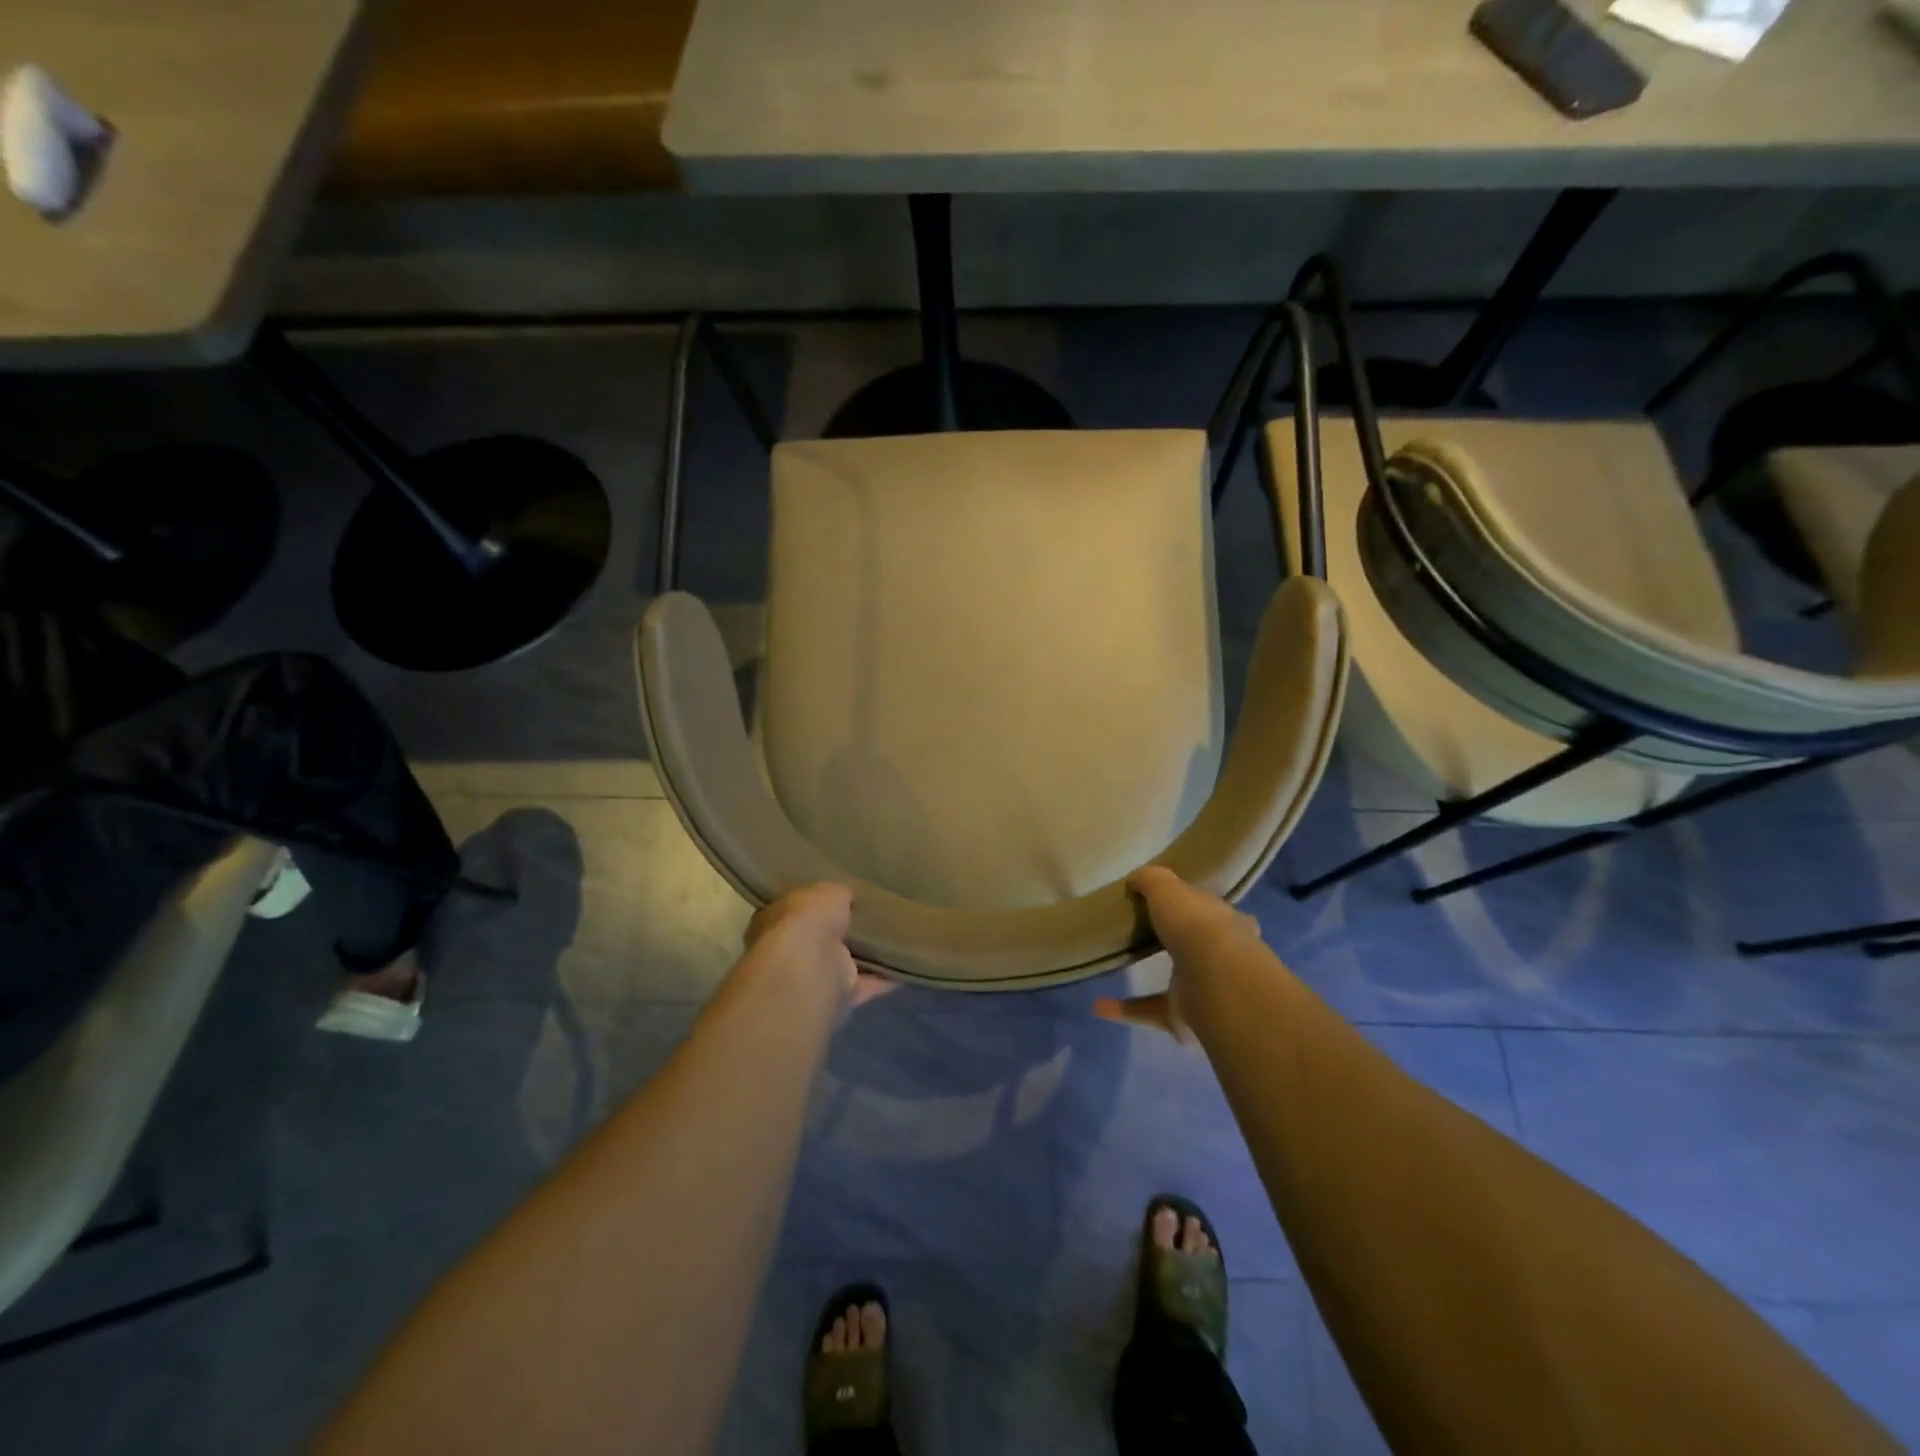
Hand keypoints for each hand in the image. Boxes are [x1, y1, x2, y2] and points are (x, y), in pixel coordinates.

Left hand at [745, 884, 892, 1005]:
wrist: (810, 969)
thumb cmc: (807, 921)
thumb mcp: (826, 891)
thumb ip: (837, 894)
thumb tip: (847, 896)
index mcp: (777, 920)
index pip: (798, 909)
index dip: (818, 903)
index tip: (844, 895)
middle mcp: (791, 951)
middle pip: (820, 938)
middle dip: (841, 931)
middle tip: (872, 915)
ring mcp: (814, 977)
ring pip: (843, 963)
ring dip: (864, 956)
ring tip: (895, 938)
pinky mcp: (839, 996)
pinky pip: (866, 984)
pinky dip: (885, 978)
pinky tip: (905, 966)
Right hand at [1095, 866, 1262, 1039]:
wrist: (1214, 979)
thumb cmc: (1194, 924)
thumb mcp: (1166, 886)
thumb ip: (1150, 880)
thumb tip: (1135, 880)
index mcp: (1226, 921)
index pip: (1213, 911)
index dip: (1197, 906)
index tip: (1176, 904)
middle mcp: (1221, 956)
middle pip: (1197, 946)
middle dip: (1179, 942)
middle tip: (1149, 933)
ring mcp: (1204, 990)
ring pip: (1175, 981)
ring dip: (1150, 976)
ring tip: (1121, 965)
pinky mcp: (1182, 1017)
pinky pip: (1148, 1010)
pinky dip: (1124, 1009)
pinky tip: (1098, 1005)